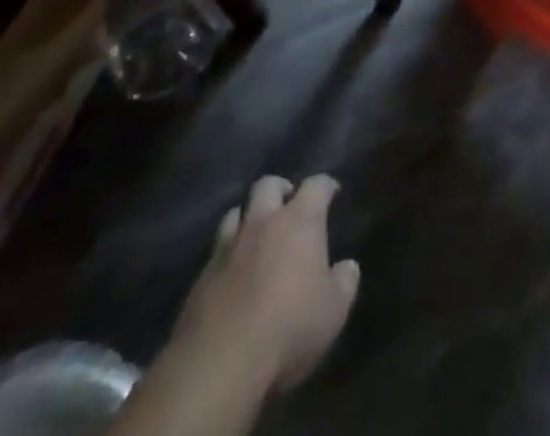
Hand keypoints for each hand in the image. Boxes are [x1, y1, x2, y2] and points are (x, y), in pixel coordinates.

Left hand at [178, 174, 360, 392]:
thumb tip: (348, 266)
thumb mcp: (334, 310)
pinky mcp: (201, 277)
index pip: (316, 185)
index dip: (326, 185)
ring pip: (235, 213)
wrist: (220, 365)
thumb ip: (345, 282)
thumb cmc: (289, 328)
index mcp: (299, 221)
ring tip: (257, 236)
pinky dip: (227, 255)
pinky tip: (233, 275)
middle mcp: (262, 222)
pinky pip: (216, 252)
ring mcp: (227, 248)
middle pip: (268, 185)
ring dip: (248, 219)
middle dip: (280, 190)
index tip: (332, 192)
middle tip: (289, 206)